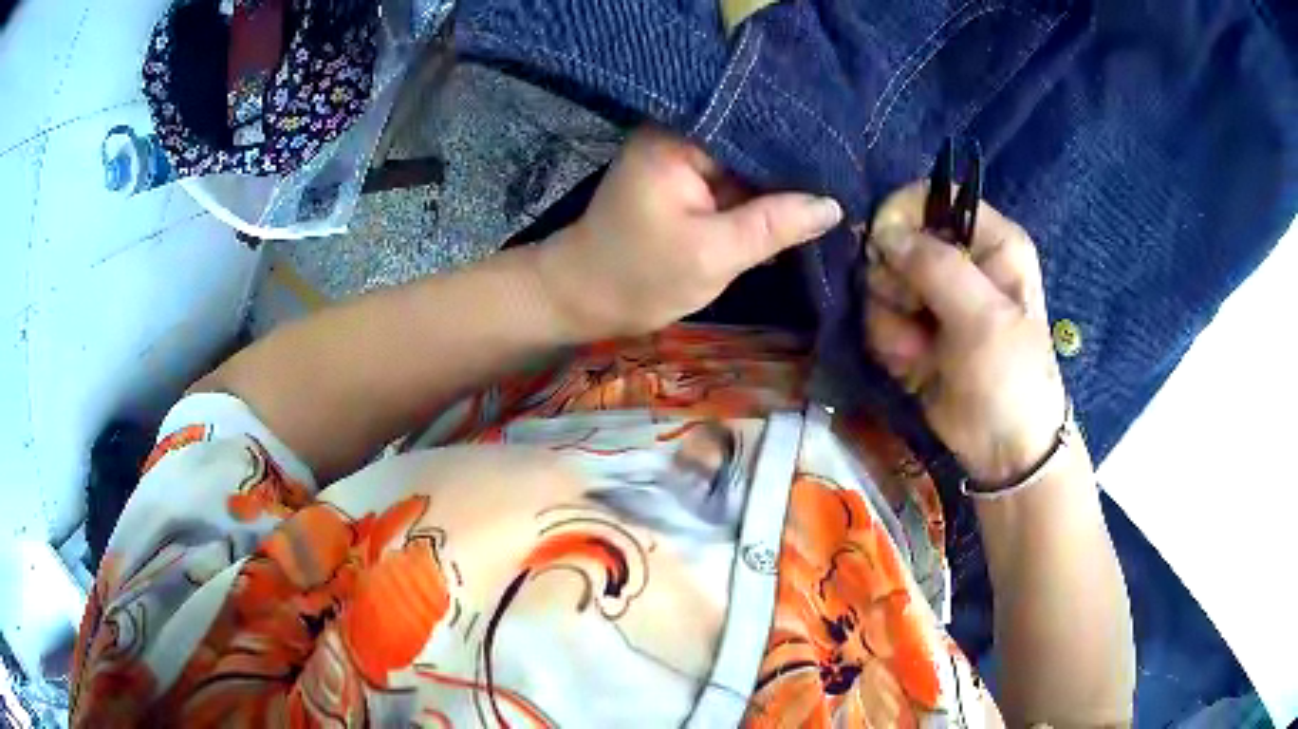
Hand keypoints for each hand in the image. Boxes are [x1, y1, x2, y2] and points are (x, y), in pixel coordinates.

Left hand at [538, 127, 842, 338]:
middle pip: (753, 143)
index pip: (754, 127)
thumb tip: (834, 205)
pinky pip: (733, 184)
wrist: (582, 299)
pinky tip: (796, 212)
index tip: (846, 164)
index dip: (802, 147)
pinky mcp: (684, 182)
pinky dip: (758, 201)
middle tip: (848, 183)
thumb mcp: (712, 254)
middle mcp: (679, 134)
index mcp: (678, 136)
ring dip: (780, 188)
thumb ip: (774, 225)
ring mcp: (682, 158)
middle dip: (795, 169)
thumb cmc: (638, 277)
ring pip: (747, 167)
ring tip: (833, 196)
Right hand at [863, 182, 1068, 483]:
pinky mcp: (914, 329)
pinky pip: (879, 318)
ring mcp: (934, 296)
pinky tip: (914, 366)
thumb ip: (935, 266)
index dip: (901, 217)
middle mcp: (960, 260)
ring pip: (880, 283)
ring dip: (891, 321)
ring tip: (920, 352)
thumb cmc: (1010, 377)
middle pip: (895, 241)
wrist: (1005, 450)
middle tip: (916, 316)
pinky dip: (890, 344)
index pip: (931, 197)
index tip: (885, 250)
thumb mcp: (983, 318)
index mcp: (991, 242)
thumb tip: (882, 232)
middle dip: (895, 282)